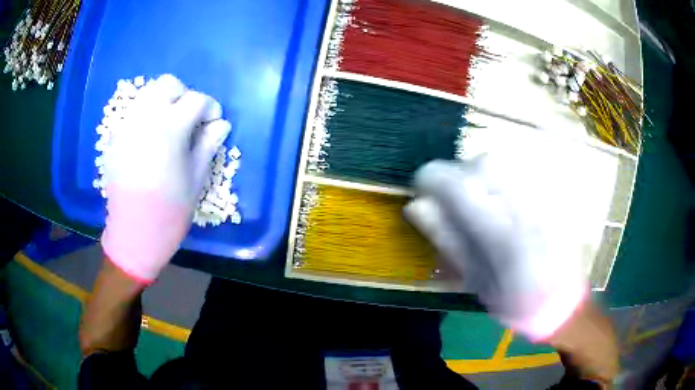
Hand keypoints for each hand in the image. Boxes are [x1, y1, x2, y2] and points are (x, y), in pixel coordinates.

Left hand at [101, 74, 231, 282]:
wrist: (134, 233)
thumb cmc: (169, 210)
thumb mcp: (196, 178)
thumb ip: (208, 144)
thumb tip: (221, 124)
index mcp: (170, 128)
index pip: (196, 99)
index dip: (210, 108)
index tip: (213, 122)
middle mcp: (146, 118)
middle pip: (168, 84)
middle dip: (184, 95)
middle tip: (189, 118)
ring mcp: (127, 126)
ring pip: (147, 94)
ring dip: (164, 102)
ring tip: (169, 126)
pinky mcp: (115, 138)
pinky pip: (133, 113)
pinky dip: (146, 116)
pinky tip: (150, 139)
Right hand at [405, 131, 606, 341]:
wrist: (564, 303)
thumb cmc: (516, 302)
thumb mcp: (475, 281)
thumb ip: (447, 241)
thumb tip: (415, 205)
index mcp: (503, 236)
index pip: (458, 185)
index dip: (431, 179)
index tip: (423, 190)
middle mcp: (527, 208)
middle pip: (484, 161)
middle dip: (460, 175)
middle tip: (457, 201)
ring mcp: (546, 196)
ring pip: (506, 159)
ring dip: (483, 172)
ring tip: (484, 199)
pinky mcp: (557, 193)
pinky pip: (526, 165)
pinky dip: (506, 173)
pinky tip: (507, 196)